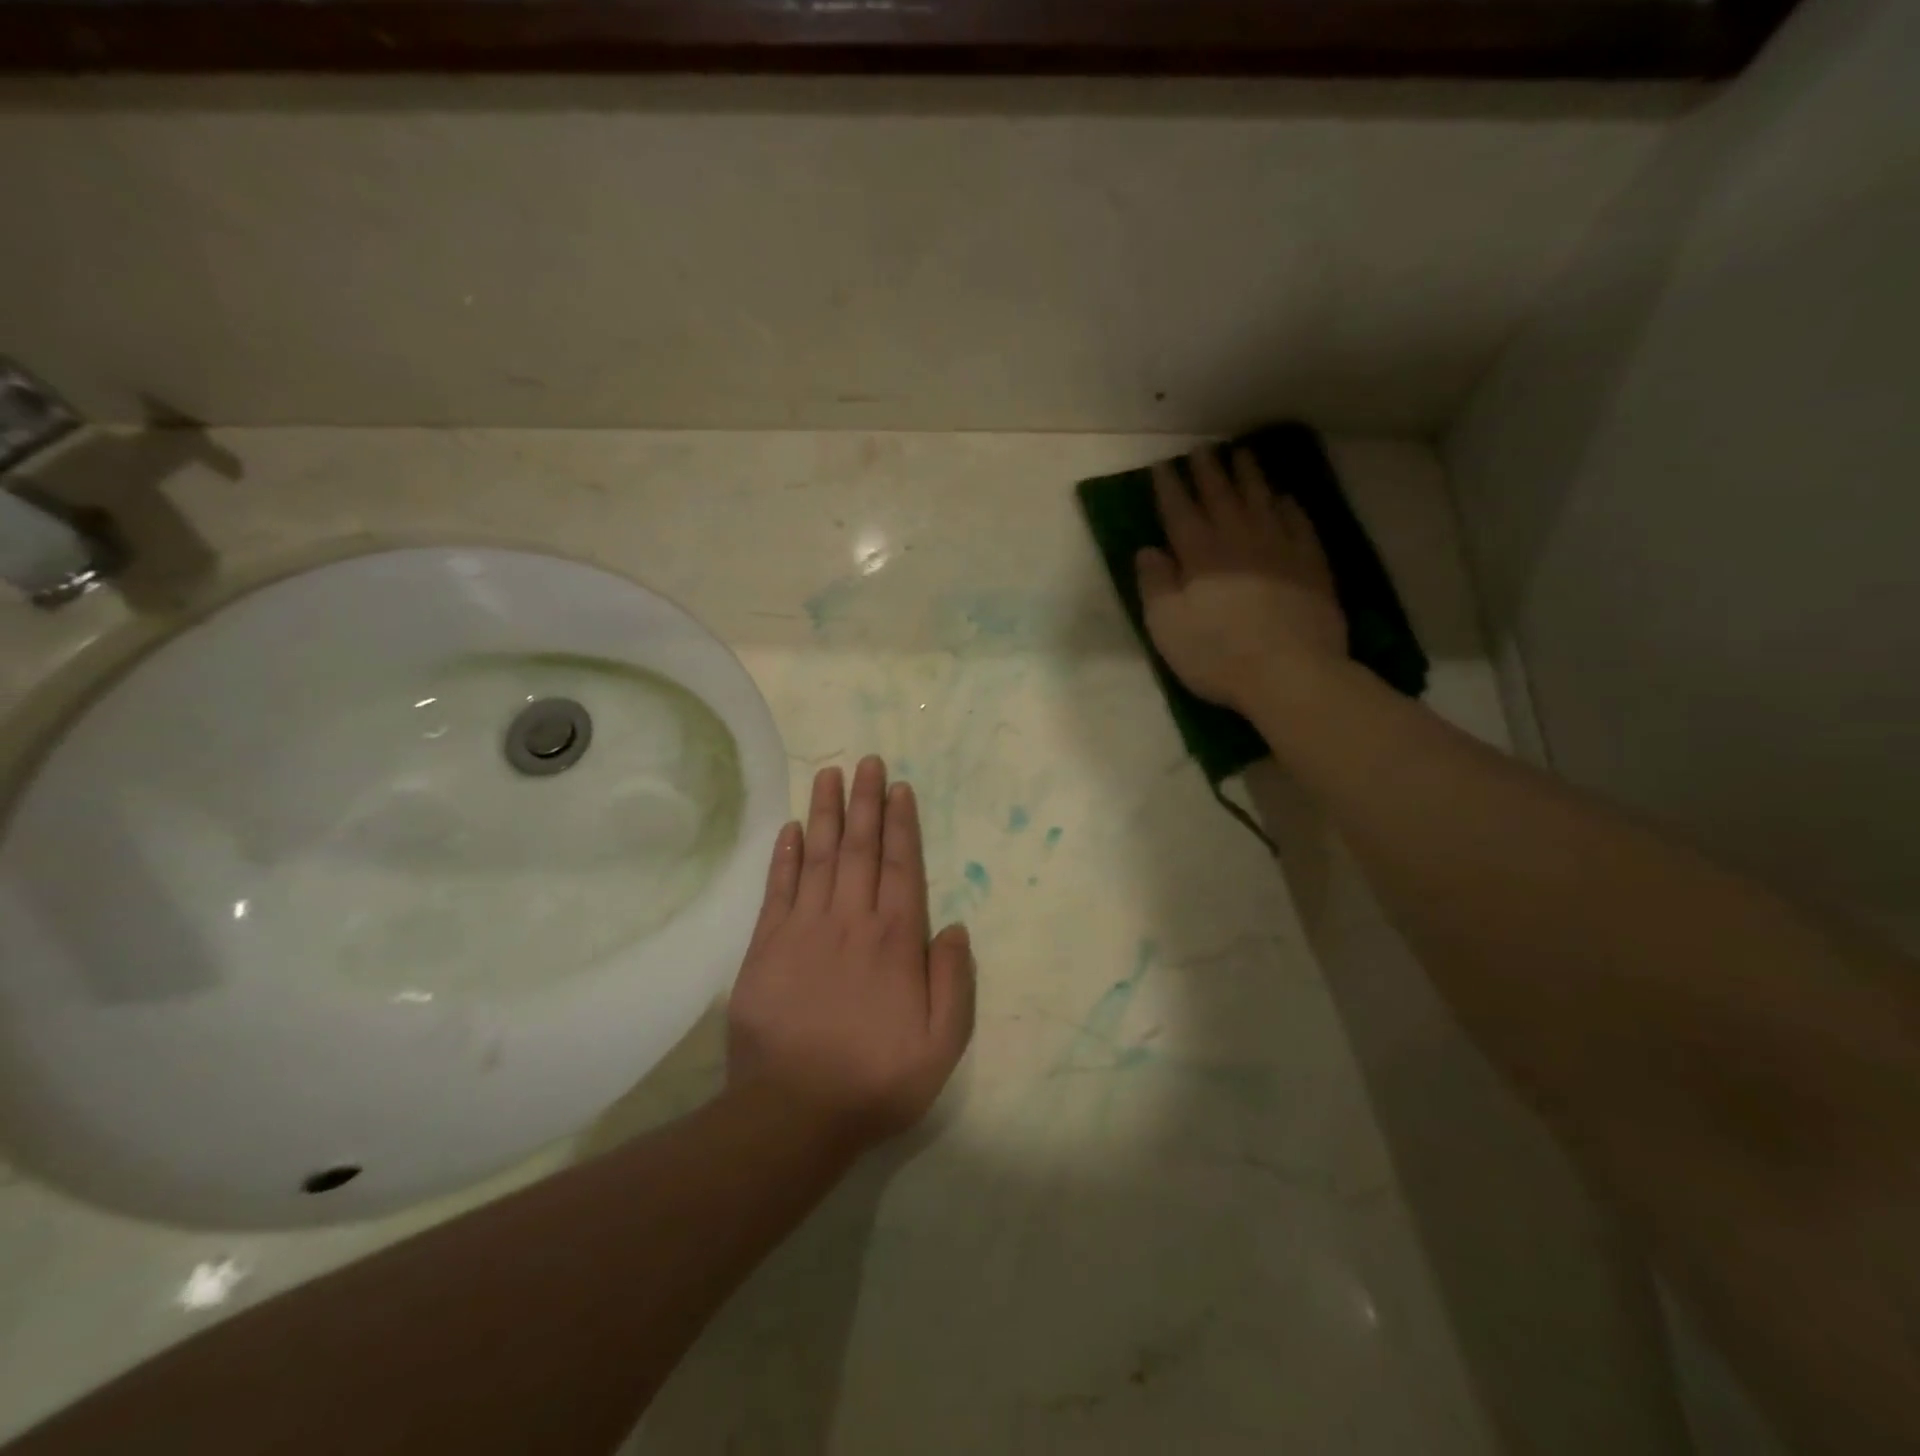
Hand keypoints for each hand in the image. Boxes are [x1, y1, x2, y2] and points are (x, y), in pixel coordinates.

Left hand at [727, 757, 975, 1150]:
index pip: (900, 865)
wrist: (793, 1112)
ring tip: (830, 775)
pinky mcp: (767, 945)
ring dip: (825, 813)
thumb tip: (955, 928)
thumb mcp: (940, 1044)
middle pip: (859, 847)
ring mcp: (805, 928)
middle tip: (867, 761)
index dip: (901, 823)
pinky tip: (790, 828)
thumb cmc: (875, 1079)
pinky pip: (778, 889)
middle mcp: (851, 920)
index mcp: (895, 940)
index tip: (899, 787)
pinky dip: (784, 856)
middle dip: (865, 801)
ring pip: (818, 856)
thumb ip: (953, 981)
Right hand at [1136, 448, 1346, 714]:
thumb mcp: (1167, 627)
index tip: (1163, 466)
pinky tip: (1285, 499)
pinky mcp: (1311, 566)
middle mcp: (1239, 541)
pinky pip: (1299, 524)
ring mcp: (1280, 549)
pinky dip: (1289, 507)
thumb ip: (1154, 585)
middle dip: (1208, 472)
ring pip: (1261, 501)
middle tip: (1202, 449)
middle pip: (1221, 497)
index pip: (1180, 511)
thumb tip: (1148, 550)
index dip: (1170, 487)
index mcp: (1200, 555)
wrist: (1289, 673)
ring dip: (1249, 477)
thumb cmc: (1216, 654)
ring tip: (1242, 455)